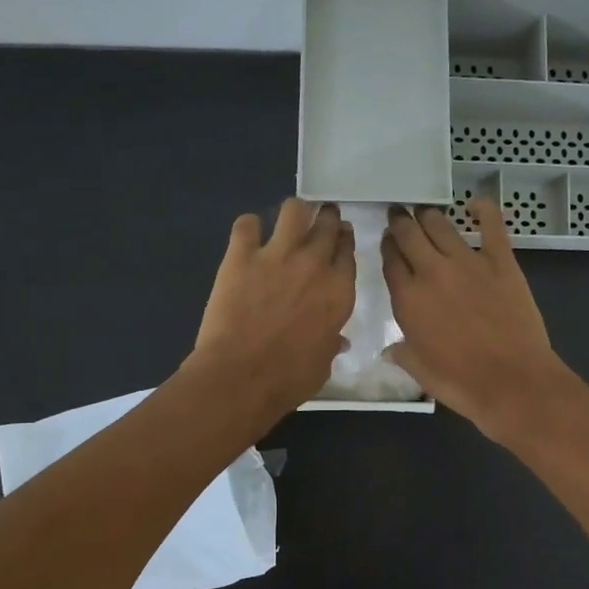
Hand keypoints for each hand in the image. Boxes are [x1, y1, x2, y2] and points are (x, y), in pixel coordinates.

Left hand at [189, 197, 354, 420]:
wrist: (241, 376)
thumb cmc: (288, 379)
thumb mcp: (323, 364)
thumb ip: (331, 344)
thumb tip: (337, 340)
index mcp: (339, 291)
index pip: (348, 251)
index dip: (344, 241)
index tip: (341, 237)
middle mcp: (314, 264)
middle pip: (327, 225)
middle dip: (326, 219)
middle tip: (320, 220)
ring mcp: (277, 255)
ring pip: (294, 210)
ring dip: (294, 212)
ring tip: (290, 220)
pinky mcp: (240, 255)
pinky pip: (246, 224)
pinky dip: (249, 227)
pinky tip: (248, 235)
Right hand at [382, 200, 575, 441]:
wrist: (511, 380)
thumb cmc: (461, 382)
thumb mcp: (420, 371)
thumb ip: (402, 354)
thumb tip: (388, 350)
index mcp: (408, 298)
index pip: (390, 261)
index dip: (387, 247)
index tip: (387, 241)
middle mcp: (432, 271)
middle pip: (409, 234)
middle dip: (401, 222)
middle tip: (399, 215)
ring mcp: (468, 261)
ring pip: (440, 225)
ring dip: (429, 216)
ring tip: (425, 212)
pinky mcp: (501, 261)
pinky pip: (491, 224)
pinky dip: (483, 209)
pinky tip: (475, 204)